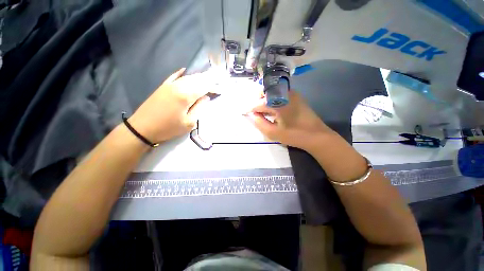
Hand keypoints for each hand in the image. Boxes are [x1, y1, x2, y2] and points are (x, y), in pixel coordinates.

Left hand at [128, 68, 211, 142]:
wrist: (143, 128)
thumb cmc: (169, 128)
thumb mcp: (189, 123)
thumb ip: (199, 108)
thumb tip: (205, 97)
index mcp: (186, 95)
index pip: (204, 87)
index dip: (213, 86)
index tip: (221, 88)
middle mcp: (179, 86)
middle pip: (197, 79)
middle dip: (208, 79)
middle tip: (217, 79)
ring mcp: (169, 85)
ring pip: (188, 77)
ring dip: (198, 77)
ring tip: (207, 77)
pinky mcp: (163, 87)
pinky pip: (174, 76)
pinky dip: (182, 74)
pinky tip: (185, 70)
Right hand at [247, 91, 335, 150]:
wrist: (317, 135)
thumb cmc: (294, 135)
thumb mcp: (273, 132)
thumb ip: (259, 123)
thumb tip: (251, 115)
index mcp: (278, 102)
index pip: (258, 103)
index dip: (249, 108)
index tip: (244, 112)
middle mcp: (284, 93)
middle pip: (264, 92)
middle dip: (256, 101)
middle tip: (253, 112)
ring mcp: (291, 93)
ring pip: (272, 92)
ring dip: (264, 100)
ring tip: (261, 112)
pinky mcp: (296, 96)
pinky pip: (279, 95)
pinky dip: (272, 100)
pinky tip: (272, 110)